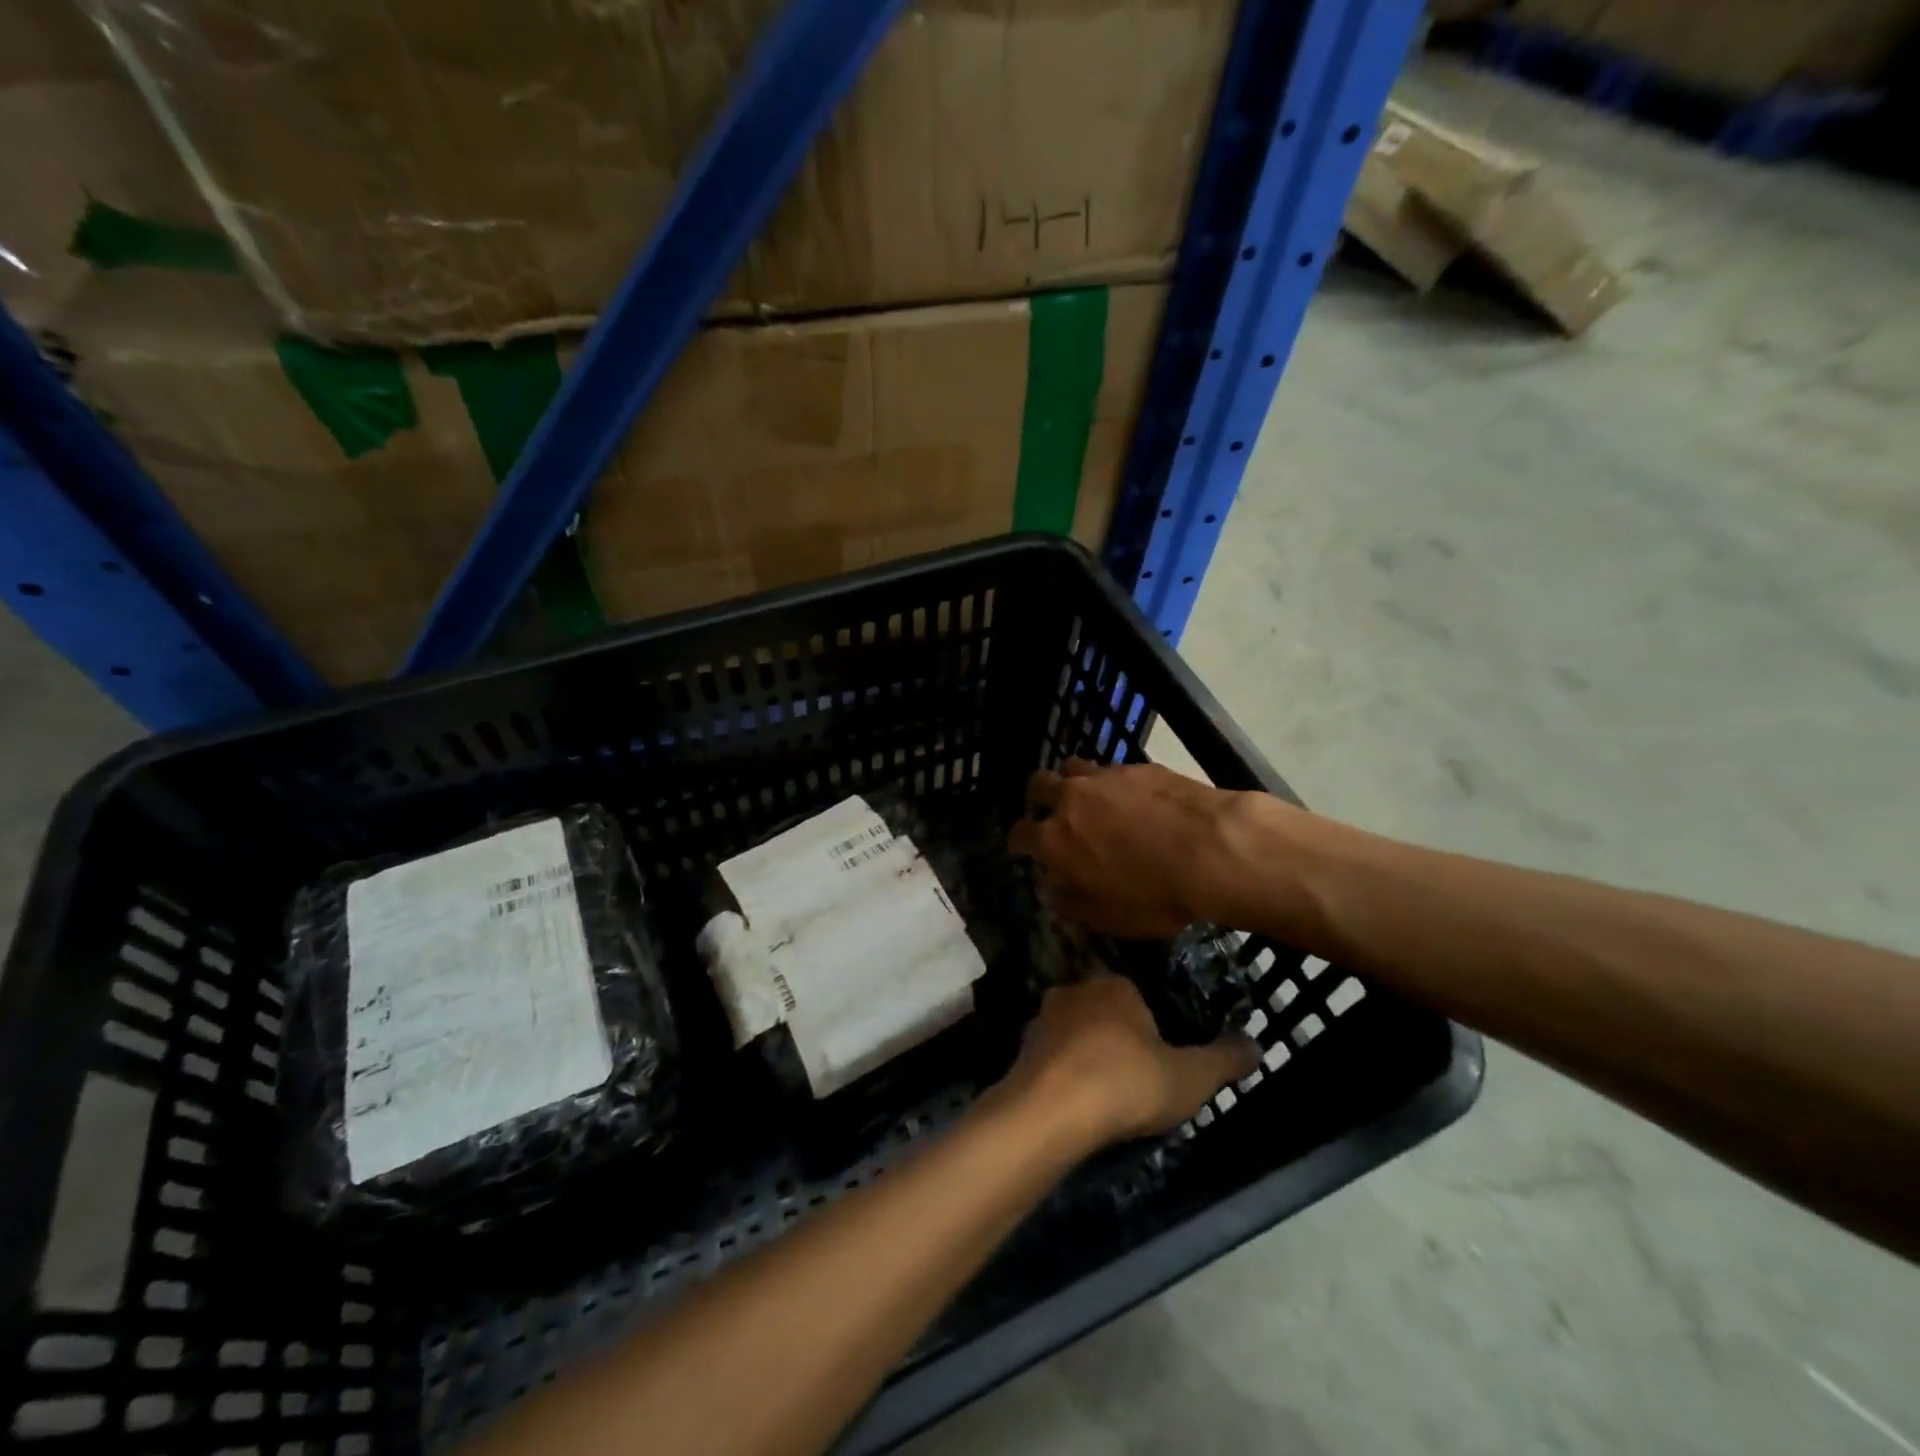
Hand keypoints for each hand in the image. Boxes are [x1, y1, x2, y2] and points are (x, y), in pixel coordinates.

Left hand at [996, 975, 1258, 1146]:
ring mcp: (1043, 1018)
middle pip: (1106, 1012)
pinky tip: (1078, 1104)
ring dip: (1090, 1057)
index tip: (1166, 1060)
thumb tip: (1257, 1045)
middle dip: (1121, 1040)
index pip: (1141, 996)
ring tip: (1108, 1097)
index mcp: (1115, 985)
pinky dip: (1066, 1075)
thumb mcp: (1191, 1077)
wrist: (1049, 1111)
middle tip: (1140, 1080)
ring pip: (1076, 1034)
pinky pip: (1054, 1058)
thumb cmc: (1126, 1083)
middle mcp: (1075, 990)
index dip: (1156, 1028)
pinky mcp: (1022, 1049)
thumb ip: (1224, 1059)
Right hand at [1008, 759, 1274, 938]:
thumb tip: (1052, 888)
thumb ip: (1070, 901)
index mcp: (1054, 839)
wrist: (1213, 848)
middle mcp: (1071, 799)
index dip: (1019, 842)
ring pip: (1073, 767)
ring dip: (1073, 782)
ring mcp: (1104, 776)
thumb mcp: (1107, 917)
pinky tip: (1132, 798)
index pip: (1019, 834)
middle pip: (1038, 785)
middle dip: (1038, 799)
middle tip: (1053, 814)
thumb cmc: (1155, 894)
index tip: (1024, 849)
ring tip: (1090, 800)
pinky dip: (1112, 782)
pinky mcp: (1138, 766)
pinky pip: (1112, 769)